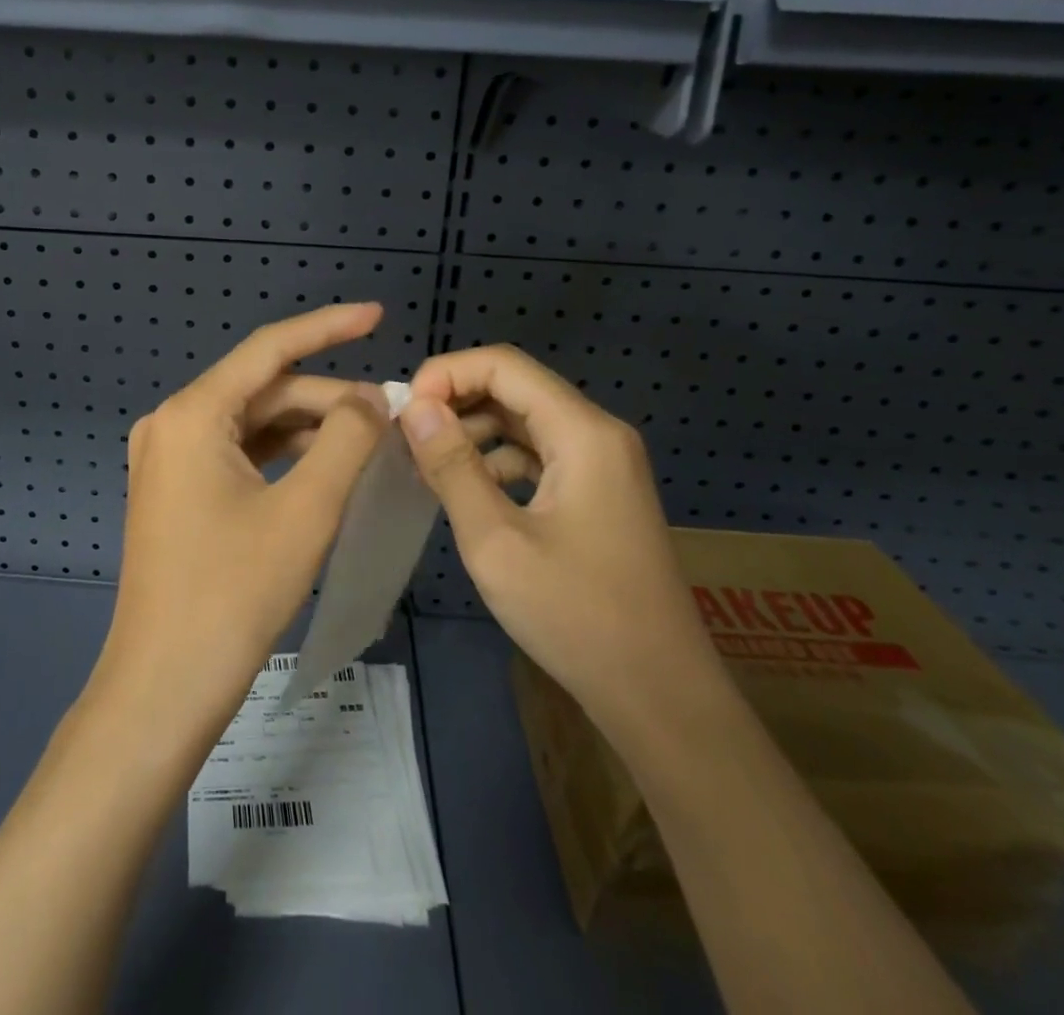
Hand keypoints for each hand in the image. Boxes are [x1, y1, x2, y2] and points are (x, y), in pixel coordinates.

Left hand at [89, 303, 390, 734]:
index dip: (327, 327)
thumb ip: (346, 439)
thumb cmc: (234, 593)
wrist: (165, 686)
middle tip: (391, 415)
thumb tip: (371, 398)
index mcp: (192, 414)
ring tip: (370, 439)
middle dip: (328, 398)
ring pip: (253, 424)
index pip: (270, 350)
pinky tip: (327, 466)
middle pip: (263, 391)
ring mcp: (168, 460)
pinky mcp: (176, 491)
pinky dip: (283, 455)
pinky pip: (238, 454)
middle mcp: (171, 424)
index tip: (377, 315)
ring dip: (309, 428)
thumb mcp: (306, 510)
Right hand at [397, 345, 721, 734]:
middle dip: (456, 401)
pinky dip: (497, 460)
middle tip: (405, 435)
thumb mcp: (496, 541)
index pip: (504, 366)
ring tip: (426, 461)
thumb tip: (414, 406)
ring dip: (473, 430)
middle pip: (516, 387)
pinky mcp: (598, 493)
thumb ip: (452, 466)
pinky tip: (466, 489)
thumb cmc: (576, 616)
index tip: (404, 411)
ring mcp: (603, 464)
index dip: (447, 374)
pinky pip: (539, 454)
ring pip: (525, 420)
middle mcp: (598, 434)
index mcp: (583, 433)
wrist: (660, 696)